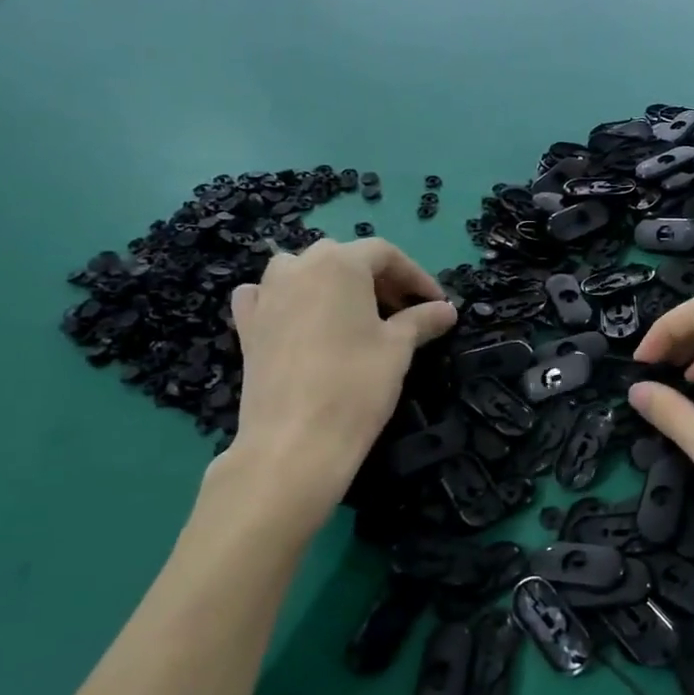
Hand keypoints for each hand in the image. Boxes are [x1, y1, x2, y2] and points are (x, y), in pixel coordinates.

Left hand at [224, 238, 455, 519]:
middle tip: (404, 312)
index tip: (437, 304)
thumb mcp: (399, 348)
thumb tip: (446, 310)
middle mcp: (298, 267)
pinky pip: (266, 296)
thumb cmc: (356, 384)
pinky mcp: (247, 325)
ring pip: (303, 271)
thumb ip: (422, 320)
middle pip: (344, 259)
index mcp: (339, 263)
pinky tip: (298, 318)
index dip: (416, 276)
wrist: (295, 440)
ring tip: (357, 315)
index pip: (385, 254)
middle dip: (378, 280)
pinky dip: (286, 298)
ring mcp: (266, 294)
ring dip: (333, 284)